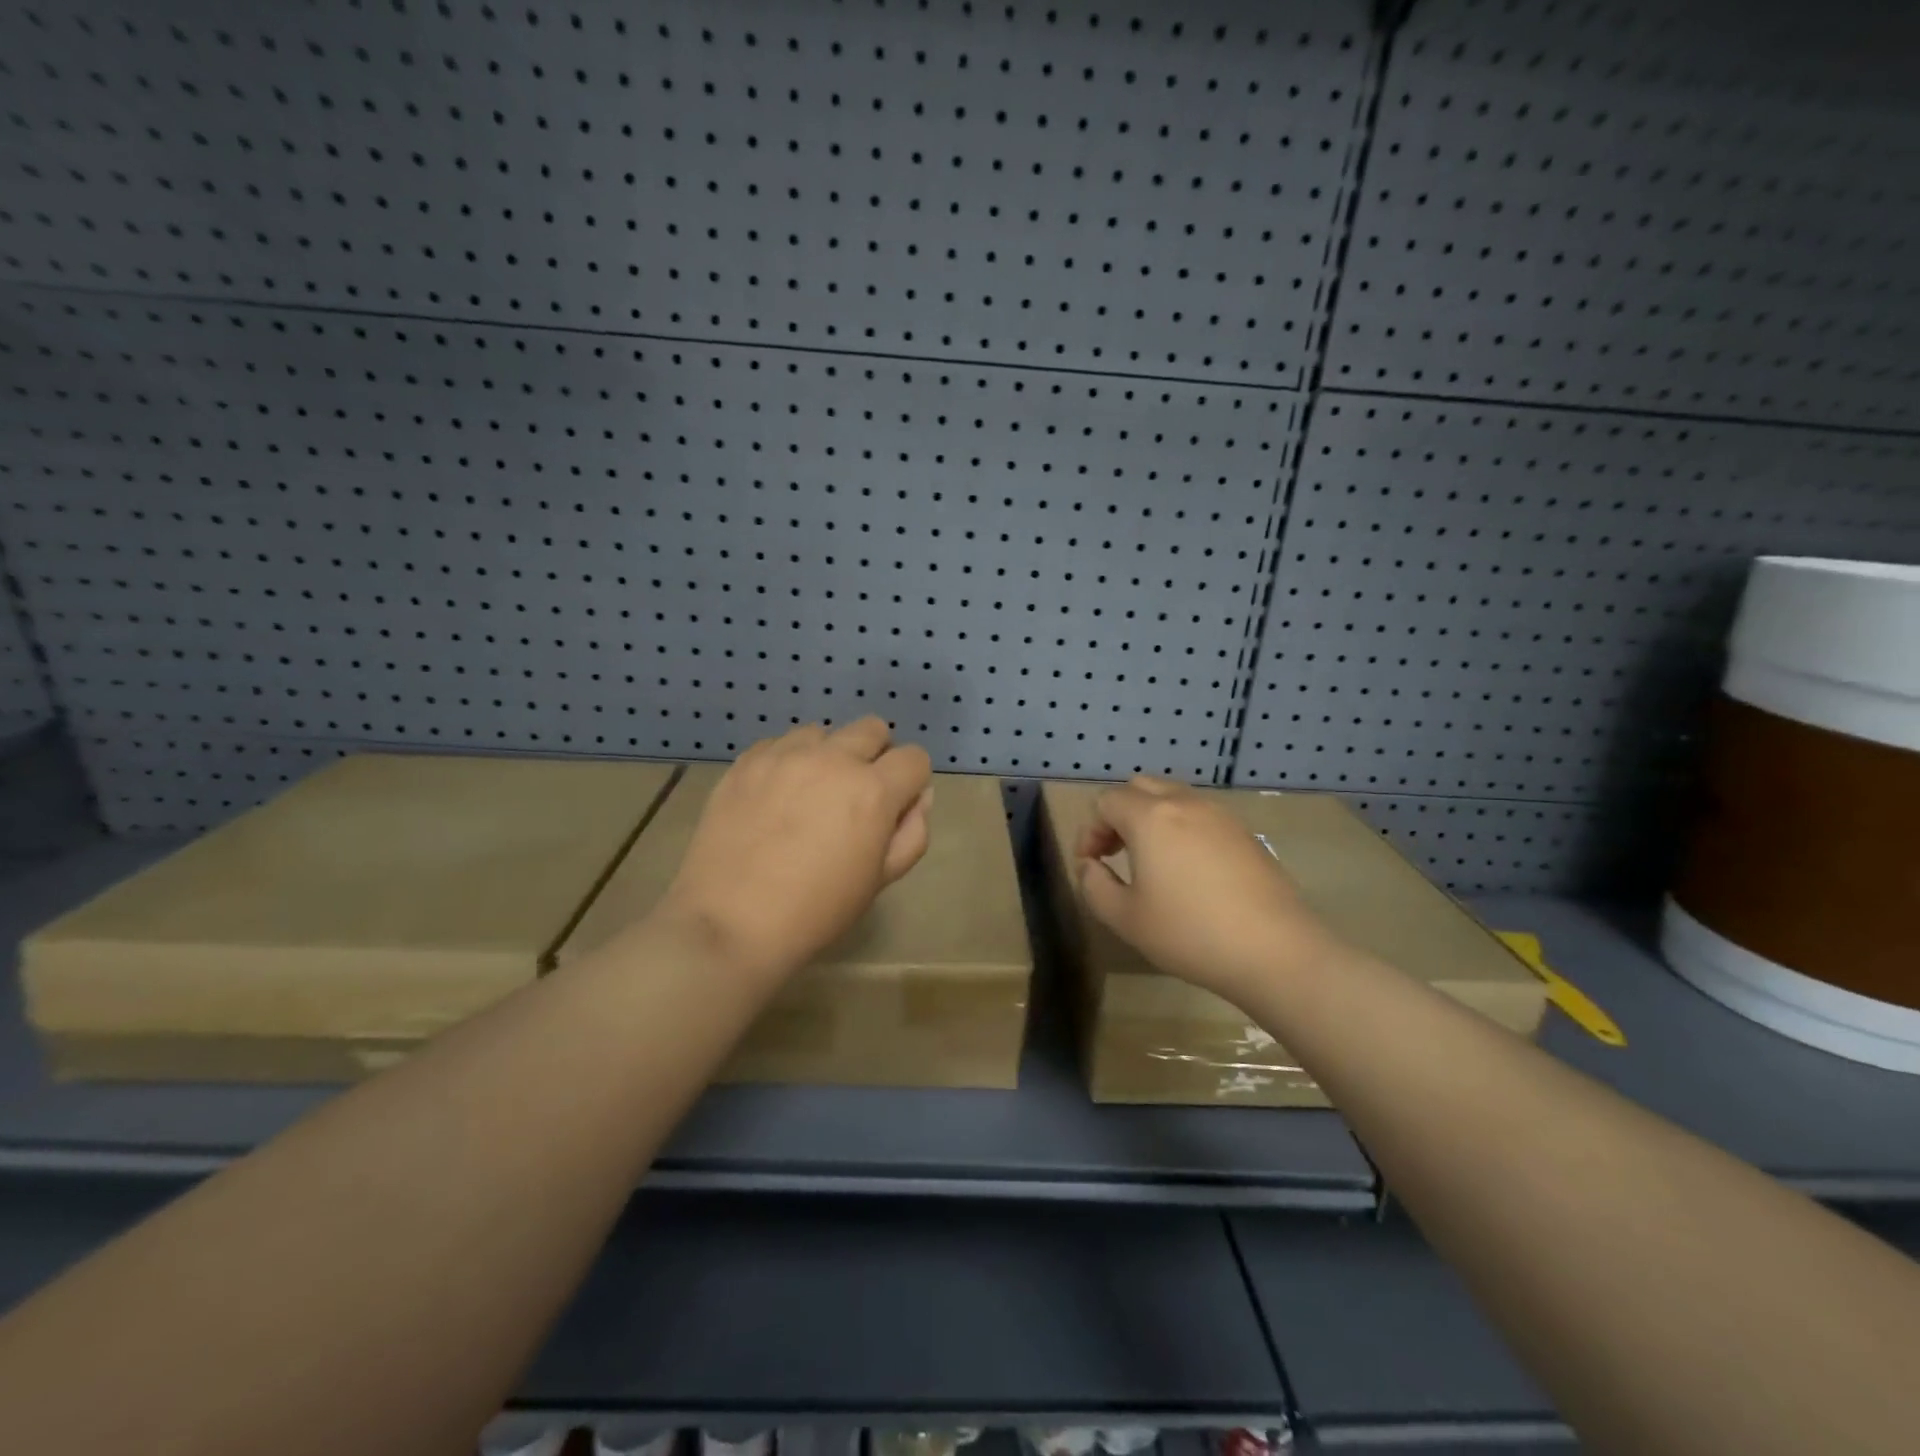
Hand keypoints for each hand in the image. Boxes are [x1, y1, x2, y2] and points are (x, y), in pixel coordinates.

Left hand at [656, 718, 933, 982]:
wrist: (730, 923)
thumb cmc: (816, 911)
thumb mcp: (880, 880)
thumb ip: (911, 833)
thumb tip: (918, 798)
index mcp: (873, 790)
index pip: (914, 758)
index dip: (911, 782)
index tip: (894, 808)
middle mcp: (832, 759)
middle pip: (872, 729)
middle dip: (875, 756)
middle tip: (854, 797)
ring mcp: (784, 755)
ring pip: (823, 732)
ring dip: (828, 755)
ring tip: (809, 794)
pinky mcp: (746, 762)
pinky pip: (780, 743)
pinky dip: (788, 761)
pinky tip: (775, 797)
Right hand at [1076, 776, 1346, 1001]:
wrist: (1275, 950)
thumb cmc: (1190, 933)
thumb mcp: (1125, 918)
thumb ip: (1094, 885)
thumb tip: (1090, 866)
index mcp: (1150, 817)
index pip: (1106, 801)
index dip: (1089, 830)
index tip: (1091, 865)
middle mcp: (1184, 803)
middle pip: (1139, 788)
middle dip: (1118, 815)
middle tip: (1115, 853)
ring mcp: (1220, 815)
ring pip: (1173, 797)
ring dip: (1151, 819)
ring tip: (1150, 861)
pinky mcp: (1245, 833)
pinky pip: (1201, 815)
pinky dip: (1182, 828)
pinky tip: (1188, 871)